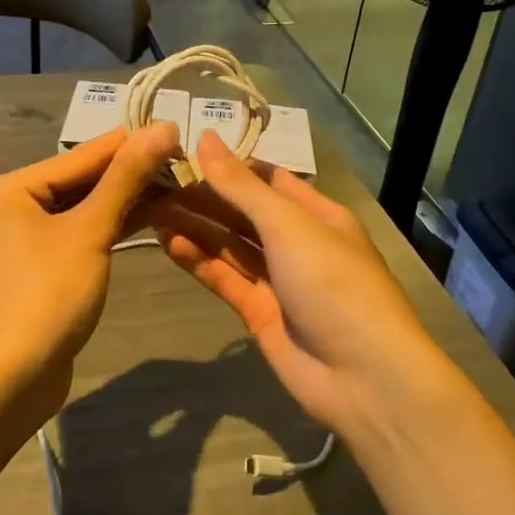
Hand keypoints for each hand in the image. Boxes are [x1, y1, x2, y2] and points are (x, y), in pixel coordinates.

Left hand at [0, 124, 181, 422]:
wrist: (10, 379)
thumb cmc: (46, 295)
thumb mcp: (90, 231)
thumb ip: (125, 179)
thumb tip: (162, 128)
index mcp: (12, 187)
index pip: (83, 155)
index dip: (133, 145)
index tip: (180, 134)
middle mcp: (14, 205)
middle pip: (83, 180)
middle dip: (132, 175)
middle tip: (186, 164)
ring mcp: (26, 238)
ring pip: (85, 208)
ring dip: (128, 201)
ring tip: (179, 187)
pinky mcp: (42, 266)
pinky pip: (82, 233)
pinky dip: (113, 226)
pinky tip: (152, 217)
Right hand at [148, 131, 447, 443]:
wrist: (362, 376)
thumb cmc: (332, 282)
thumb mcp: (288, 224)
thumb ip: (241, 186)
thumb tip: (206, 138)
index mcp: (316, 213)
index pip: (267, 179)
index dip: (229, 166)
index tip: (184, 152)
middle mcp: (297, 242)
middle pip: (243, 213)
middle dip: (204, 198)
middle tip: (155, 185)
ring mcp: (278, 280)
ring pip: (230, 246)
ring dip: (196, 228)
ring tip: (152, 211)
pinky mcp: (260, 313)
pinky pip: (225, 279)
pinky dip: (200, 262)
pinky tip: (170, 244)